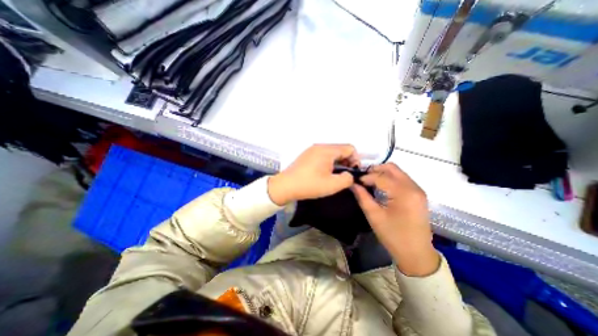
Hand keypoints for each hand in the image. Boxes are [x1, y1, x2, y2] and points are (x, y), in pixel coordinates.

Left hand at [268, 143, 359, 203]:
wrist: (285, 186)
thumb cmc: (309, 185)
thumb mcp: (332, 185)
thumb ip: (347, 179)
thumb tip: (349, 175)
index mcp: (327, 150)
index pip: (349, 148)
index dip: (355, 160)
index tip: (353, 172)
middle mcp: (319, 146)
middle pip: (340, 149)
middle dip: (347, 161)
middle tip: (345, 175)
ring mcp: (311, 150)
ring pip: (331, 152)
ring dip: (337, 162)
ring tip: (335, 175)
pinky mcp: (307, 155)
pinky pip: (323, 155)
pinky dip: (328, 162)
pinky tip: (324, 173)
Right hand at [352, 164, 437, 276]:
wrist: (417, 254)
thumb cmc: (393, 236)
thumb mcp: (374, 216)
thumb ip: (362, 197)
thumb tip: (353, 184)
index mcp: (403, 193)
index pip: (380, 177)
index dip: (366, 177)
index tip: (355, 181)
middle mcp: (413, 187)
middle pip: (392, 168)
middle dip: (375, 170)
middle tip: (363, 178)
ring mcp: (418, 190)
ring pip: (397, 172)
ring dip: (382, 173)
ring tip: (370, 181)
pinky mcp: (418, 194)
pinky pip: (402, 178)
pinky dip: (390, 178)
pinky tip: (381, 186)